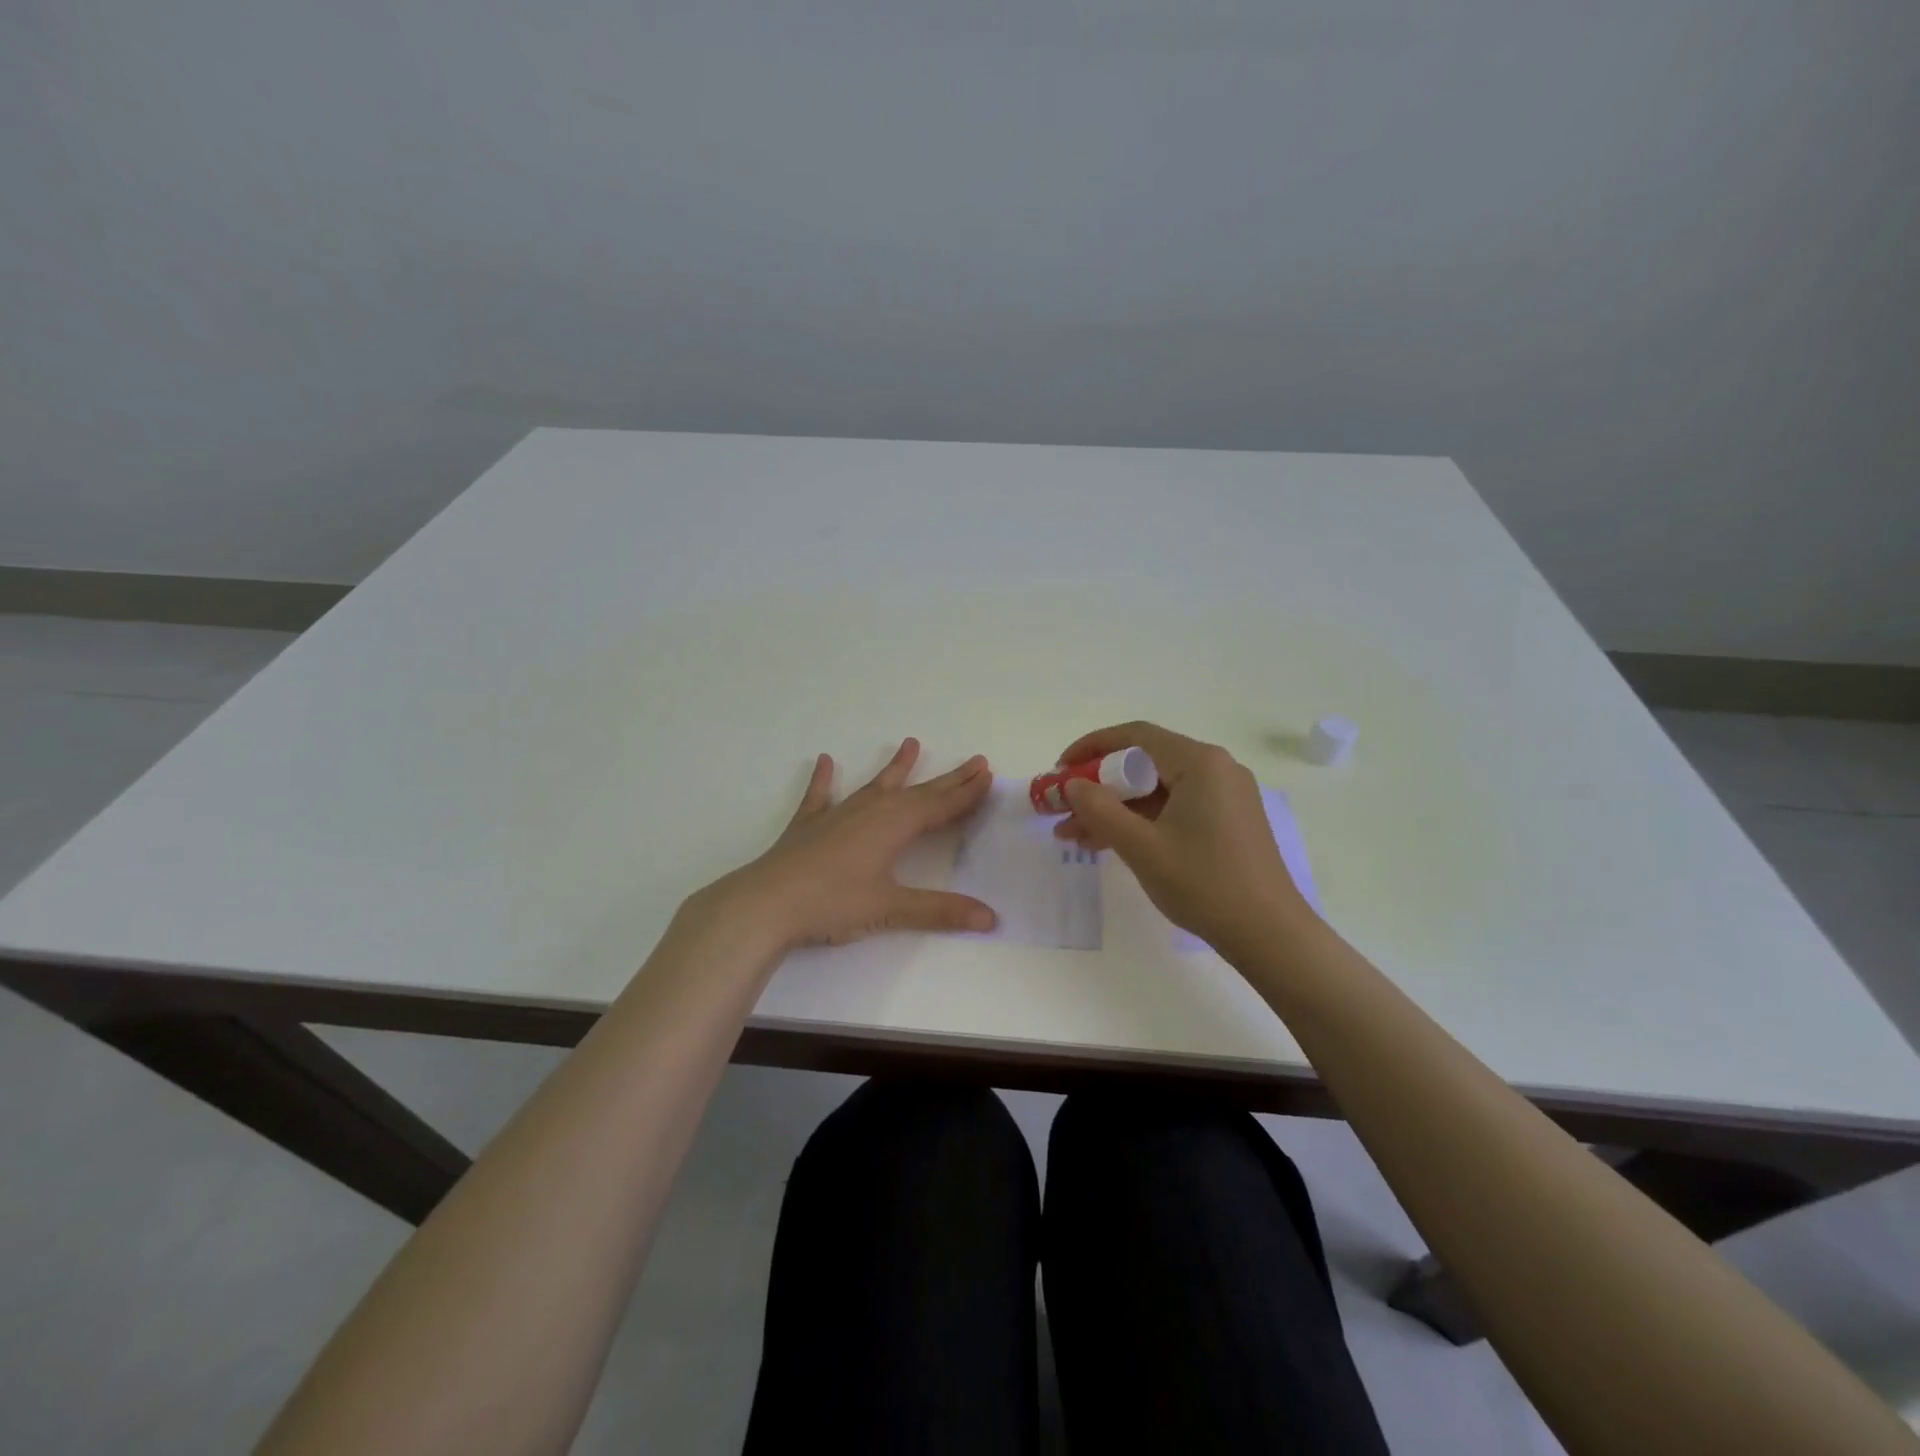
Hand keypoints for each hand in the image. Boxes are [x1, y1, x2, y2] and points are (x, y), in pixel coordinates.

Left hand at [707, 738, 998, 949]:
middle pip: (918, 791)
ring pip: (876, 785)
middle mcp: (871, 810)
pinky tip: (823, 761)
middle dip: (948, 778)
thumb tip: (991, 919)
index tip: (988, 775)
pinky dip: (823, 779)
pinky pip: (820, 795)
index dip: (966, 793)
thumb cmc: (832, 903)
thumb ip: (940, 911)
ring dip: (896, 767)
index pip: (941, 806)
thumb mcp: (890, 909)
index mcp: (894, 826)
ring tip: (912, 743)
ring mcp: (837, 814)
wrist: (767, 903)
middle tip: (975, 761)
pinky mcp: (809, 825)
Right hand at [1051, 722, 1310, 948]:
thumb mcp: (1141, 847)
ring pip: (1157, 790)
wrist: (1270, 935)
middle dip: (1099, 786)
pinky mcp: (1228, 820)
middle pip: (1144, 763)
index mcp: (1200, 762)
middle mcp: (1216, 769)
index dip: (1091, 748)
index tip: (1059, 769)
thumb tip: (1072, 785)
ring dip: (1116, 808)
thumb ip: (1100, 810)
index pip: (1135, 737)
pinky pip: (1174, 808)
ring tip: (1073, 836)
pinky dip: (1142, 821)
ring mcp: (1225, 795)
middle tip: (1062, 808)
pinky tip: (1110, 842)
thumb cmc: (1204, 884)